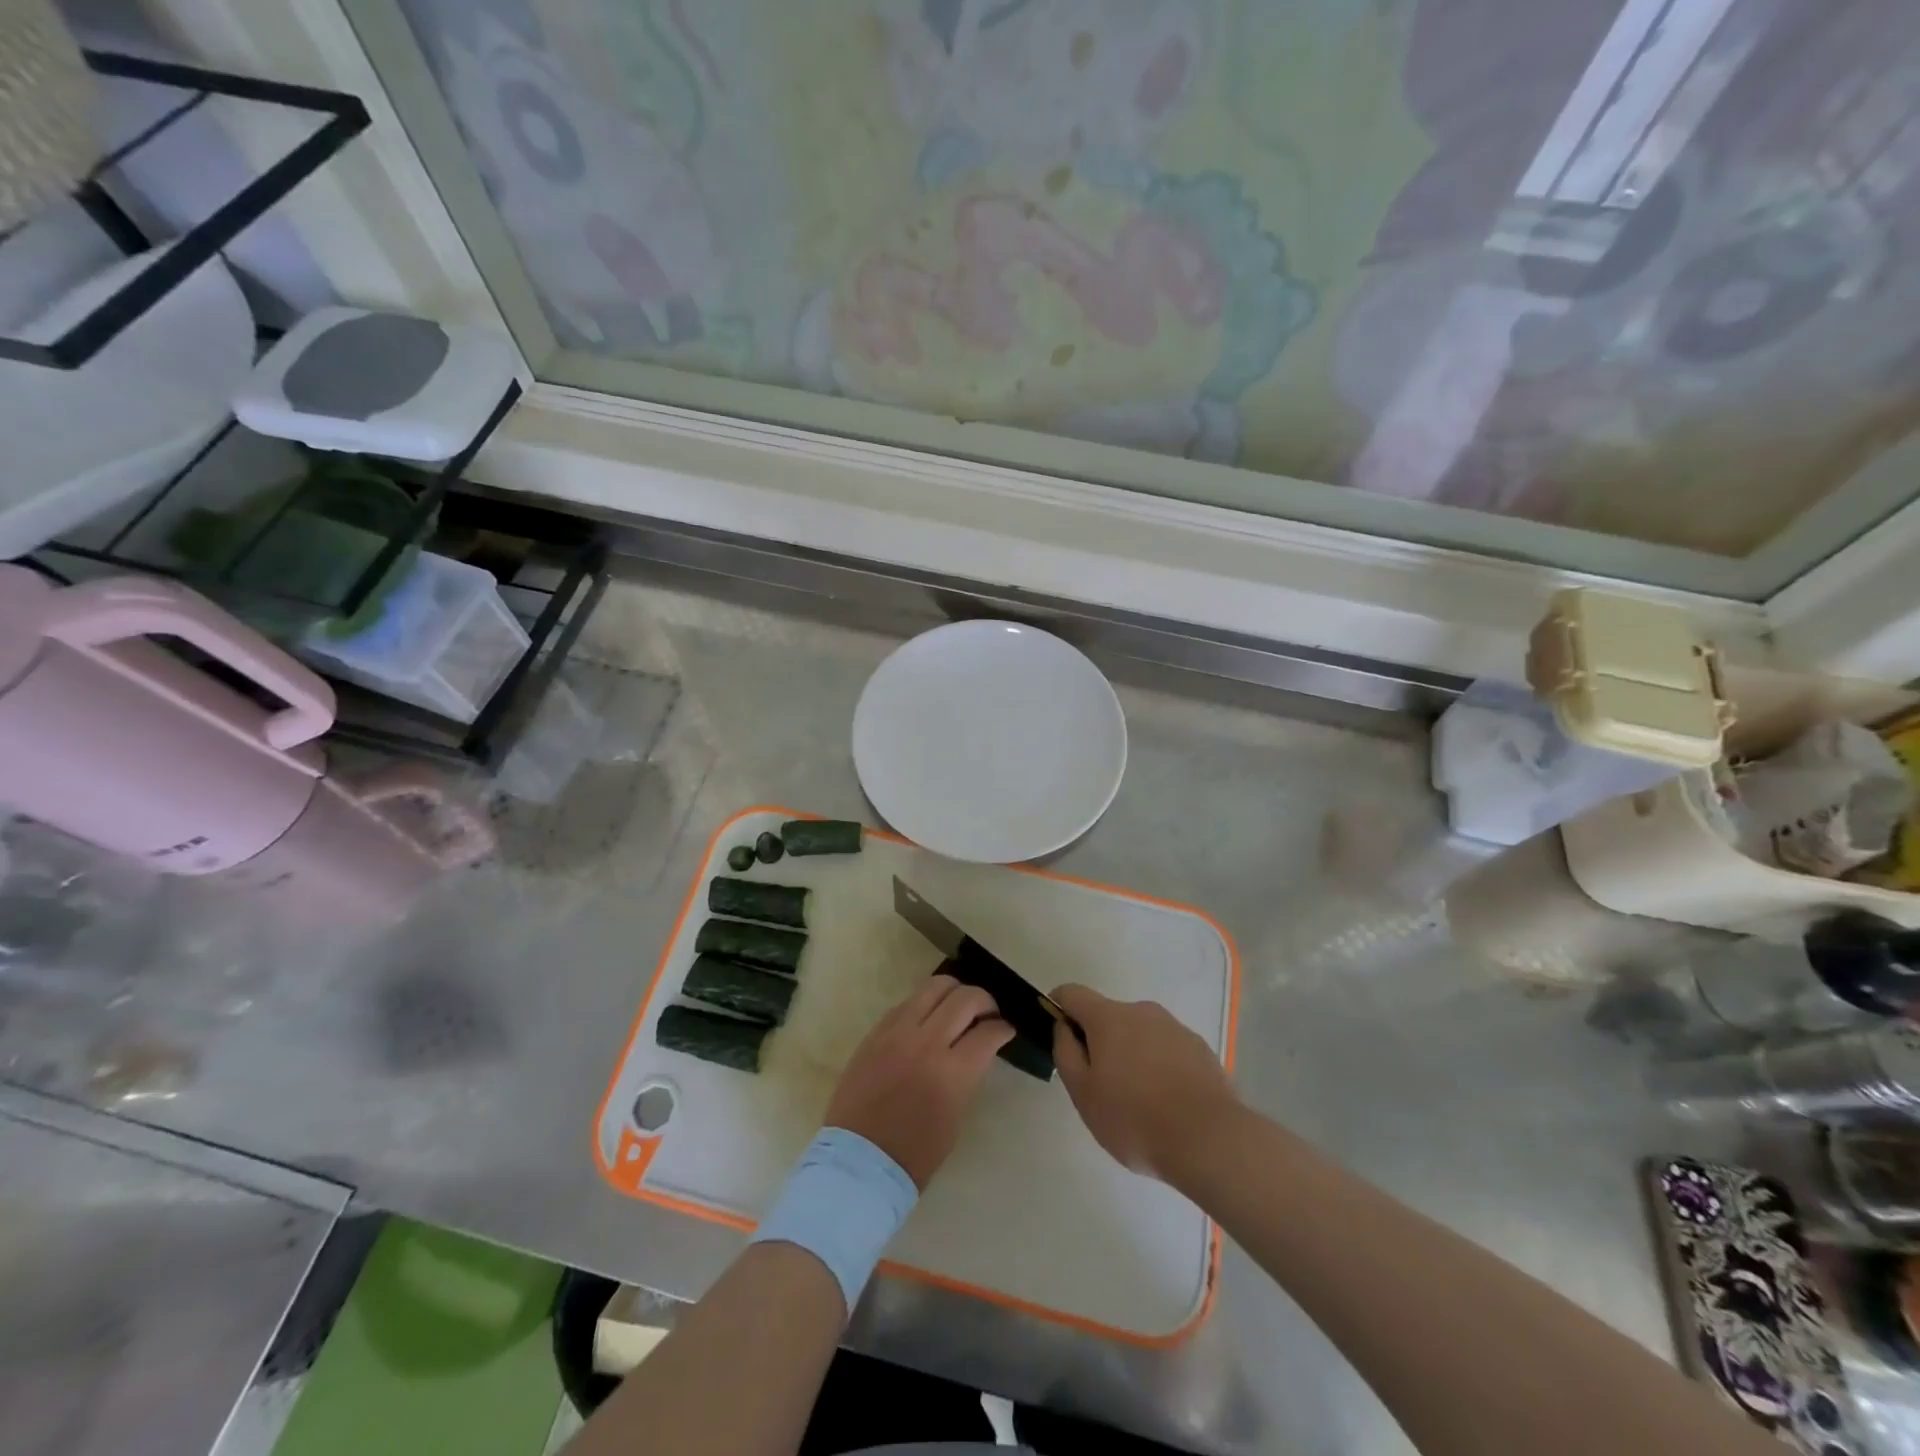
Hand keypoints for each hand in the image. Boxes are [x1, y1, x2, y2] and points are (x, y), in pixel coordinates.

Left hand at [825, 975, 1014, 1189]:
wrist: (859, 1161)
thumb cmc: (915, 1153)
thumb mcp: (956, 1116)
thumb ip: (968, 1075)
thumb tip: (977, 1048)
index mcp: (952, 1073)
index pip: (988, 1032)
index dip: (1004, 1029)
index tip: (1006, 1031)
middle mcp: (926, 1042)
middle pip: (965, 998)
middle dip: (985, 1001)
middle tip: (988, 1014)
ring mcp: (898, 1032)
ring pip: (934, 986)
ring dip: (955, 991)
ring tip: (959, 1005)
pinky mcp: (876, 1031)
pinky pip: (907, 1002)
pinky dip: (925, 1003)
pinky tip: (929, 1017)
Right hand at [1050, 983, 1236, 1180]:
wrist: (1209, 1139)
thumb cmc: (1134, 1118)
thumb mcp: (1083, 1092)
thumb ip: (1065, 1052)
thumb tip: (1064, 1027)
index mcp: (1108, 1017)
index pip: (1072, 993)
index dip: (1058, 1007)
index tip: (1058, 1035)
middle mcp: (1142, 1011)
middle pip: (1108, 1016)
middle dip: (1099, 1042)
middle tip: (1101, 1086)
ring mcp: (1175, 1028)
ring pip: (1140, 1033)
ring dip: (1131, 1055)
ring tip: (1138, 1101)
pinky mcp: (1200, 1049)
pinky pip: (1167, 1050)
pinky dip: (1159, 1066)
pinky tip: (1167, 1103)